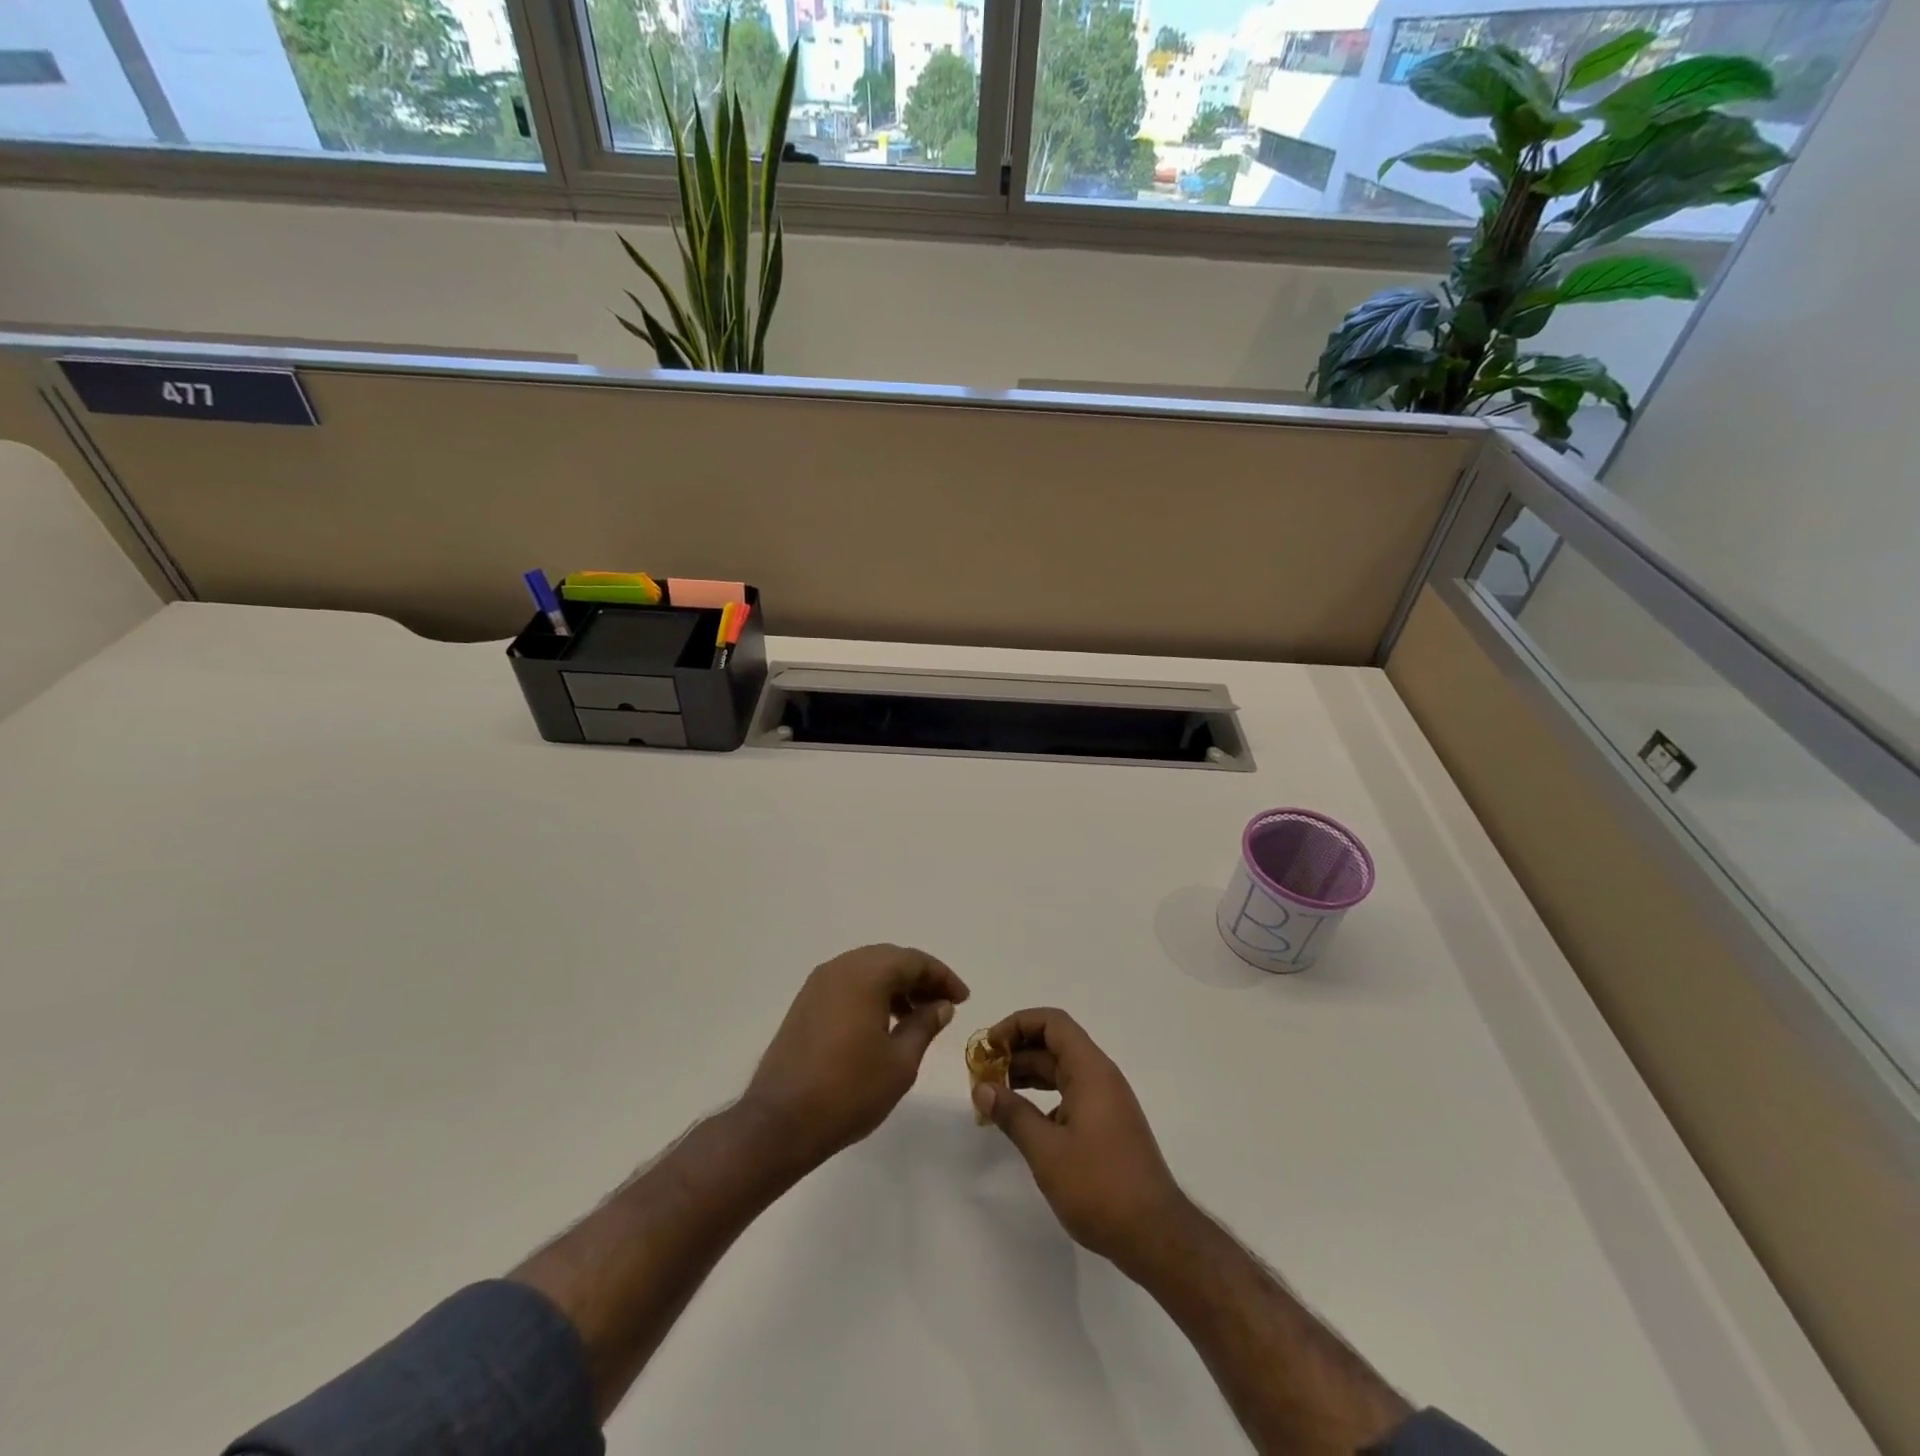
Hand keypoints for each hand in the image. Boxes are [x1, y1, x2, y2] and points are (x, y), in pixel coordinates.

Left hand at [744, 944, 968, 1169]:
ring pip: (867, 970)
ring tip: (918, 1017)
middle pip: (889, 959)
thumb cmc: (849, 1090)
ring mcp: (818, 985)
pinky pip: (848, 985)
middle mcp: (840, 968)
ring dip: (896, 986)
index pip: (914, 960)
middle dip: (920, 978)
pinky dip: (872, 995)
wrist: (780, 1122)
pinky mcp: (805, 1005)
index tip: (962, 999)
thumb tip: (941, 1005)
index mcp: (865, 974)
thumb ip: (924, 1025)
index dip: (942, 977)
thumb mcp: (900, 1061)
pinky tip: (884, 1024)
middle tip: (944, 1004)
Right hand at [972, 1008, 1188, 1270]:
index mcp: (1090, 1071)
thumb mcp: (1046, 1151)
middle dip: (1016, 1053)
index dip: (1018, 1025)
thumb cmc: (1100, 1186)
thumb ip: (1012, 1114)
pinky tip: (1023, 1123)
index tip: (989, 1047)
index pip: (1052, 1023)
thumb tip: (982, 1088)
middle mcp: (1100, 1077)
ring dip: (1027, 1076)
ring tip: (995, 1095)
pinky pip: (1070, 1095)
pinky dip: (1043, 1099)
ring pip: (1061, 1071)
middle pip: (1054, 1044)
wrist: (1156, 1236)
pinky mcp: (1107, 1126)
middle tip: (983, 1074)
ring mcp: (1106, 1102)